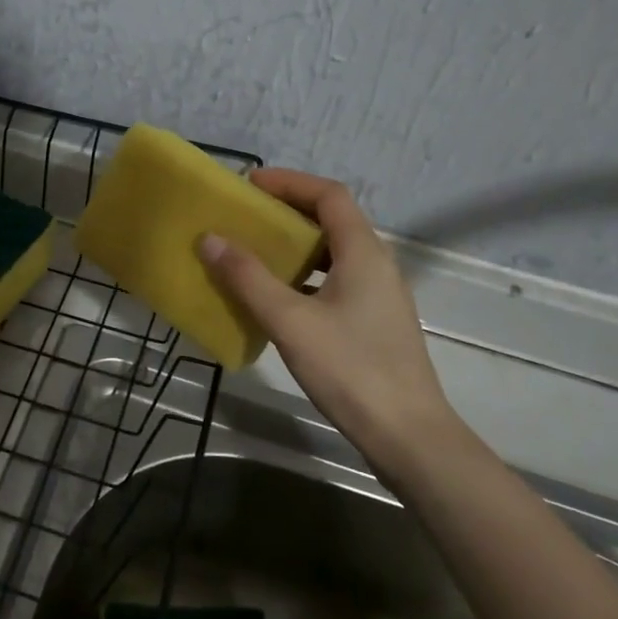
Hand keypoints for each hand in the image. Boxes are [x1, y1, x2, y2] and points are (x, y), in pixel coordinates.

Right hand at [198, 170, 457, 470]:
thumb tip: (210, 238)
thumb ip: (248, 278)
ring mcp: (378, 296)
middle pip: (332, 221)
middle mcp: (376, 265)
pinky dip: (304, 278)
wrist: (407, 435)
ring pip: (333, 254)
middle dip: (288, 212)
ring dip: (295, 247)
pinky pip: (334, 282)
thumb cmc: (350, 369)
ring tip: (253, 254)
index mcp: (363, 253)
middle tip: (245, 218)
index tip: (250, 186)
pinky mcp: (373, 323)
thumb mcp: (290, 321)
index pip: (329, 195)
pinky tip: (276, 300)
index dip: (290, 182)